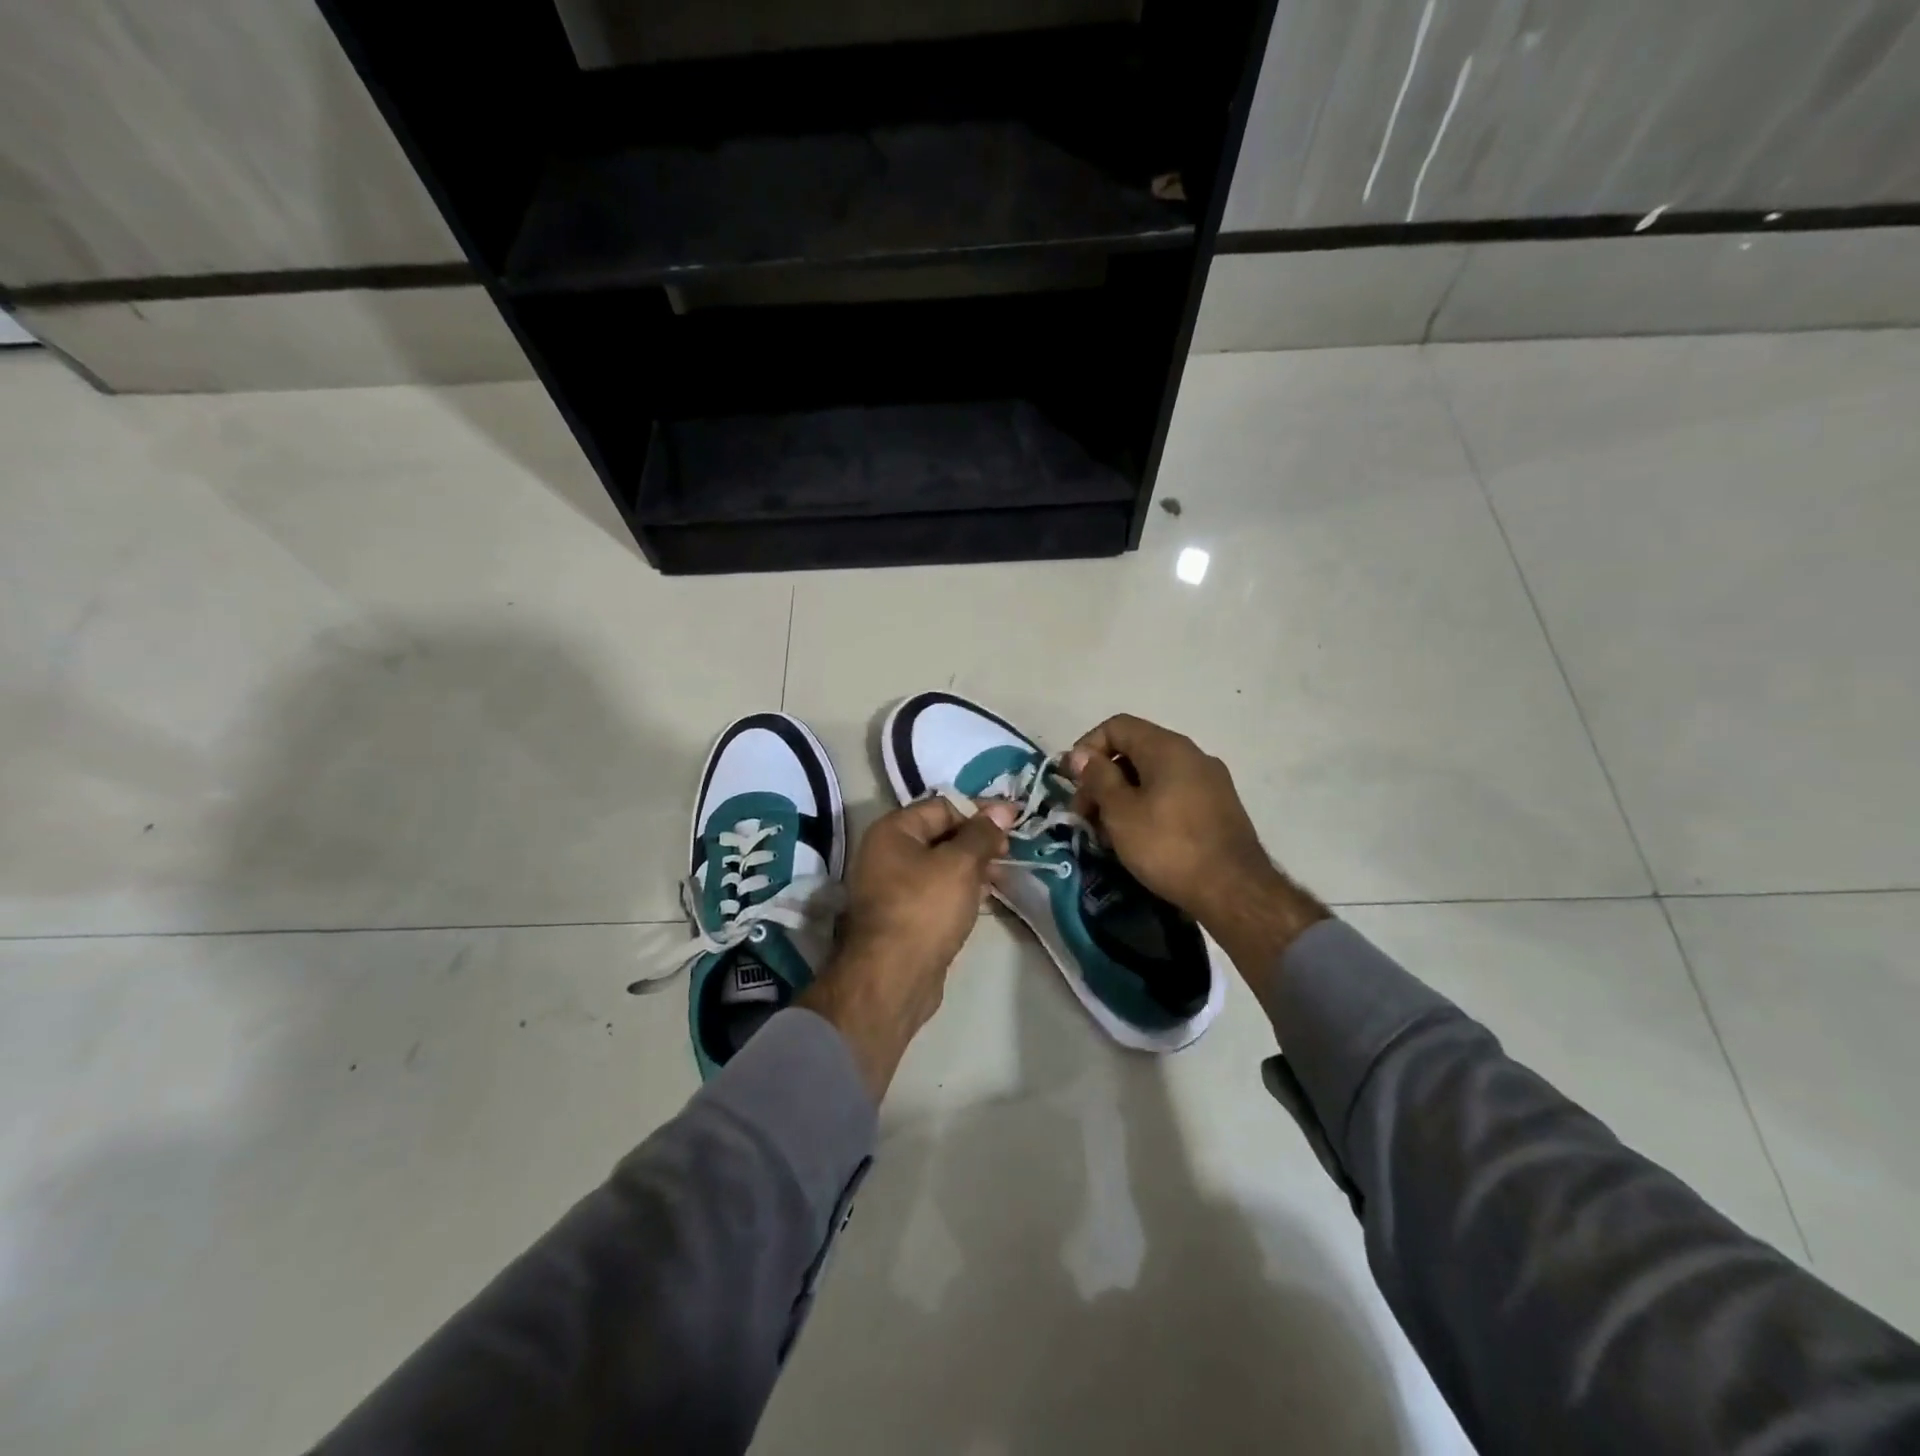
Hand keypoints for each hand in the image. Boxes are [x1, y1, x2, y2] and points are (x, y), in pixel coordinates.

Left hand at [798, 797, 1018, 1100]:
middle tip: (1011, 850)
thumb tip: (1001, 810)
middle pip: (941, 835)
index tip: (1015, 819)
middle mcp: (887, 853)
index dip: (980, 811)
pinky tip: (987, 895)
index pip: (943, 807)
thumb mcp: (960, 863)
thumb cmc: (925, 908)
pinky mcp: (905, 916)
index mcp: (893, 830)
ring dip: (974, 866)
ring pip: (942, 865)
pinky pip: (938, 891)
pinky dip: (962, 889)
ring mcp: (894, 887)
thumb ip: (982, 834)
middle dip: (978, 840)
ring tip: (1005, 873)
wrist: (893, 978)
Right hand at [1066, 714, 1327, 972]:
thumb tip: (1080, 755)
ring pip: (1153, 775)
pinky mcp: (1218, 807)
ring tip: (1107, 833)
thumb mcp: (1121, 812)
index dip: (1086, 748)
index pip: (1117, 726)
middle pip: (1134, 750)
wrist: (1234, 891)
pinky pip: (1172, 794)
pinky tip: (1138, 838)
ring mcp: (1210, 781)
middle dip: (1102, 778)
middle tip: (1084, 815)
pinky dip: (1147, 807)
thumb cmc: (1168, 846)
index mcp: (1167, 747)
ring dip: (1122, 796)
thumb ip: (1097, 778)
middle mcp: (1192, 754)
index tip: (1072, 782)